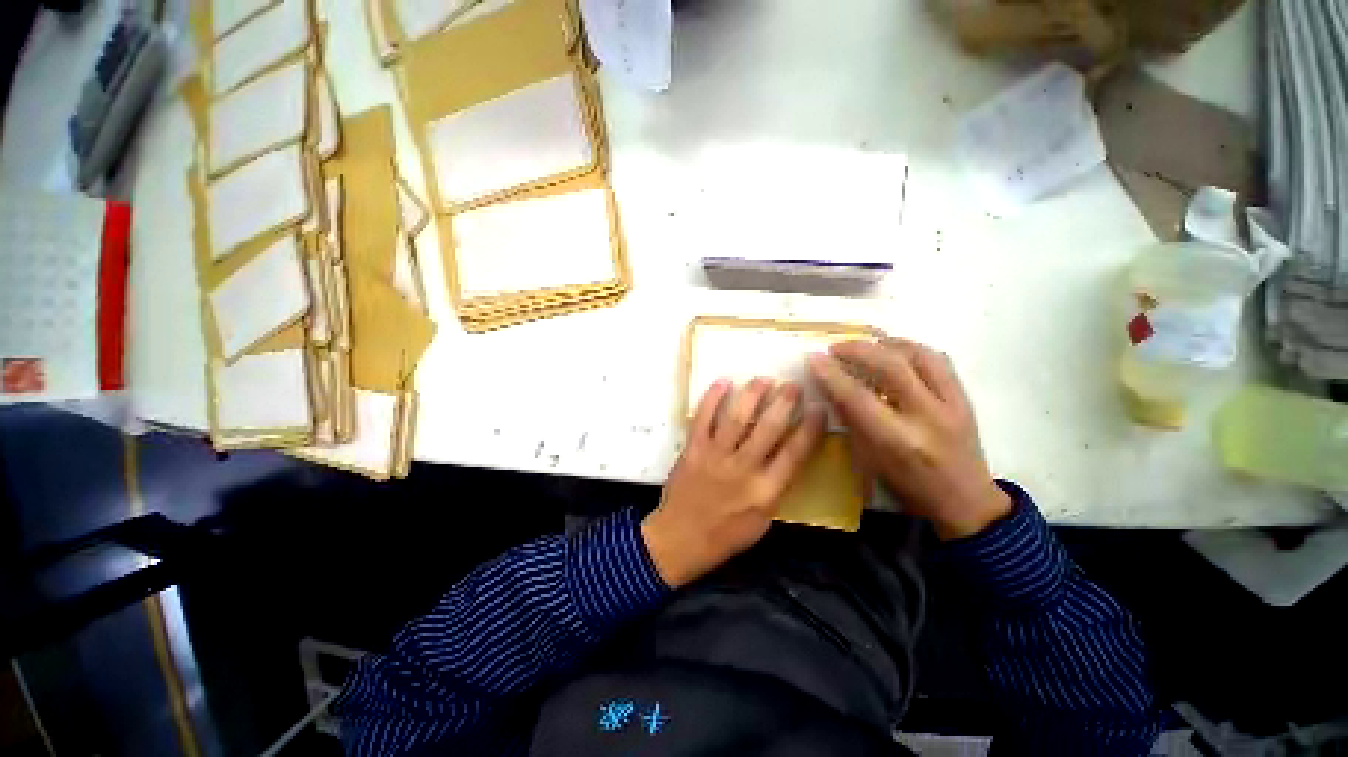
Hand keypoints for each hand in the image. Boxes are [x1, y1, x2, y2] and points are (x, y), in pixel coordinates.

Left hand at [643, 378, 825, 587]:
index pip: (795, 454)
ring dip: (752, 394)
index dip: (810, 428)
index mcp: (765, 492)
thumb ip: (775, 488)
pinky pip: (703, 417)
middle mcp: (742, 469)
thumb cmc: (725, 535)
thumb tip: (786, 455)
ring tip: (763, 378)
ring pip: (737, 417)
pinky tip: (724, 382)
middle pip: (769, 428)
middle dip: (784, 402)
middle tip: (792, 385)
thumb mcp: (762, 522)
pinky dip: (713, 398)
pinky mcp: (693, 449)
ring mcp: (715, 456)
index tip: (818, 409)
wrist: (680, 539)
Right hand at [808, 338, 1010, 539]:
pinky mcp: (965, 398)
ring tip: (867, 344)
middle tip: (836, 347)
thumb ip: (852, 421)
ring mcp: (951, 404)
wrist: (966, 502)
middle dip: (858, 349)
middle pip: (891, 366)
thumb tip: (831, 388)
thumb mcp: (870, 461)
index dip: (832, 374)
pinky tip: (897, 351)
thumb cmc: (909, 488)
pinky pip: (940, 360)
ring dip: (887, 343)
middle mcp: (926, 417)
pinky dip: (914, 349)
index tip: (814, 358)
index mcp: (898, 441)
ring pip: (920, 355)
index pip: (857, 397)